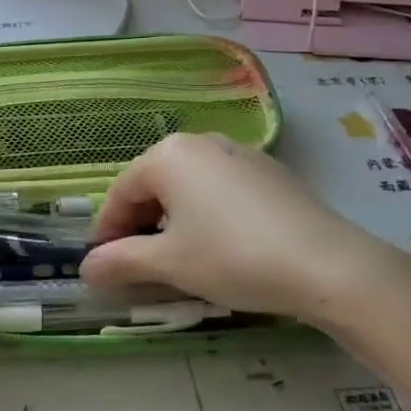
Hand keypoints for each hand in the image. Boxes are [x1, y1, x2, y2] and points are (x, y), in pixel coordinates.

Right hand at [80, 133, 410, 327]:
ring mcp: (238, 152)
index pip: (120, 192)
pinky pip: (219, 187)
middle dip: (139, 223)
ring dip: (172, 218)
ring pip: (187, 185)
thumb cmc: (232, 257)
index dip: (107, 231)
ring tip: (178, 257)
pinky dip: (206, 212)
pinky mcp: (267, 170)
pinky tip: (219, 244)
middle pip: (153, 183)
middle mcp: (200, 142)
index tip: (103, 265)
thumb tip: (85, 268)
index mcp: (168, 155)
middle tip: (138, 264)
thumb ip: (122, 261)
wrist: (325, 263)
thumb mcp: (170, 263)